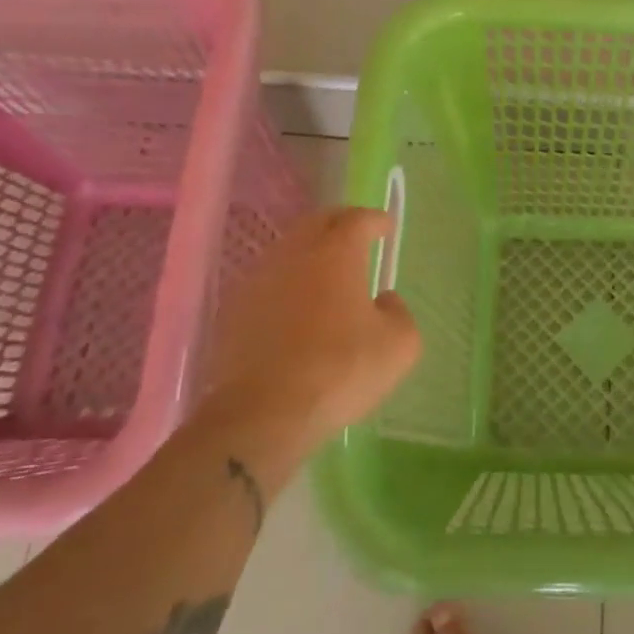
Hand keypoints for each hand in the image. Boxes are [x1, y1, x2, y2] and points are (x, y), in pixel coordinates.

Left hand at [201, 207, 421, 452]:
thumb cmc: (341, 369)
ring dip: (309, 253)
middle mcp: (294, 254)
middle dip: (339, 224)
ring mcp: (258, 280)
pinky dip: (285, 284)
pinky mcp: (233, 311)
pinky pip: (266, 282)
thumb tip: (384, 301)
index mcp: (337, 253)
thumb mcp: (400, 345)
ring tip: (325, 274)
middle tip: (356, 238)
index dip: (375, 220)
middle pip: (316, 223)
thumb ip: (399, 313)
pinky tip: (294, 309)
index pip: (357, 219)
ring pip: (287, 251)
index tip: (386, 228)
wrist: (263, 413)